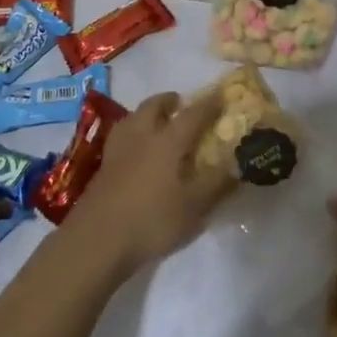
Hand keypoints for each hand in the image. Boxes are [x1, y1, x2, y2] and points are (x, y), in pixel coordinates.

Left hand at [65, 90, 234, 276]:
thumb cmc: (152, 220)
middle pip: (153, 106)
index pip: (192, 114)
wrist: (97, 240)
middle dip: (168, 101)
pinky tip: (135, 149)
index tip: (221, 95)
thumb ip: (218, 183)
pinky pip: (121, 136)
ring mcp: (118, 150)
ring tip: (155, 122)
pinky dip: (132, 133)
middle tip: (180, 103)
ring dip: (146, 113)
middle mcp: (142, 136)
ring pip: (132, 118)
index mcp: (168, 141)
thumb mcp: (195, 207)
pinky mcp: (103, 167)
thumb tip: (239, 163)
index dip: (209, 104)